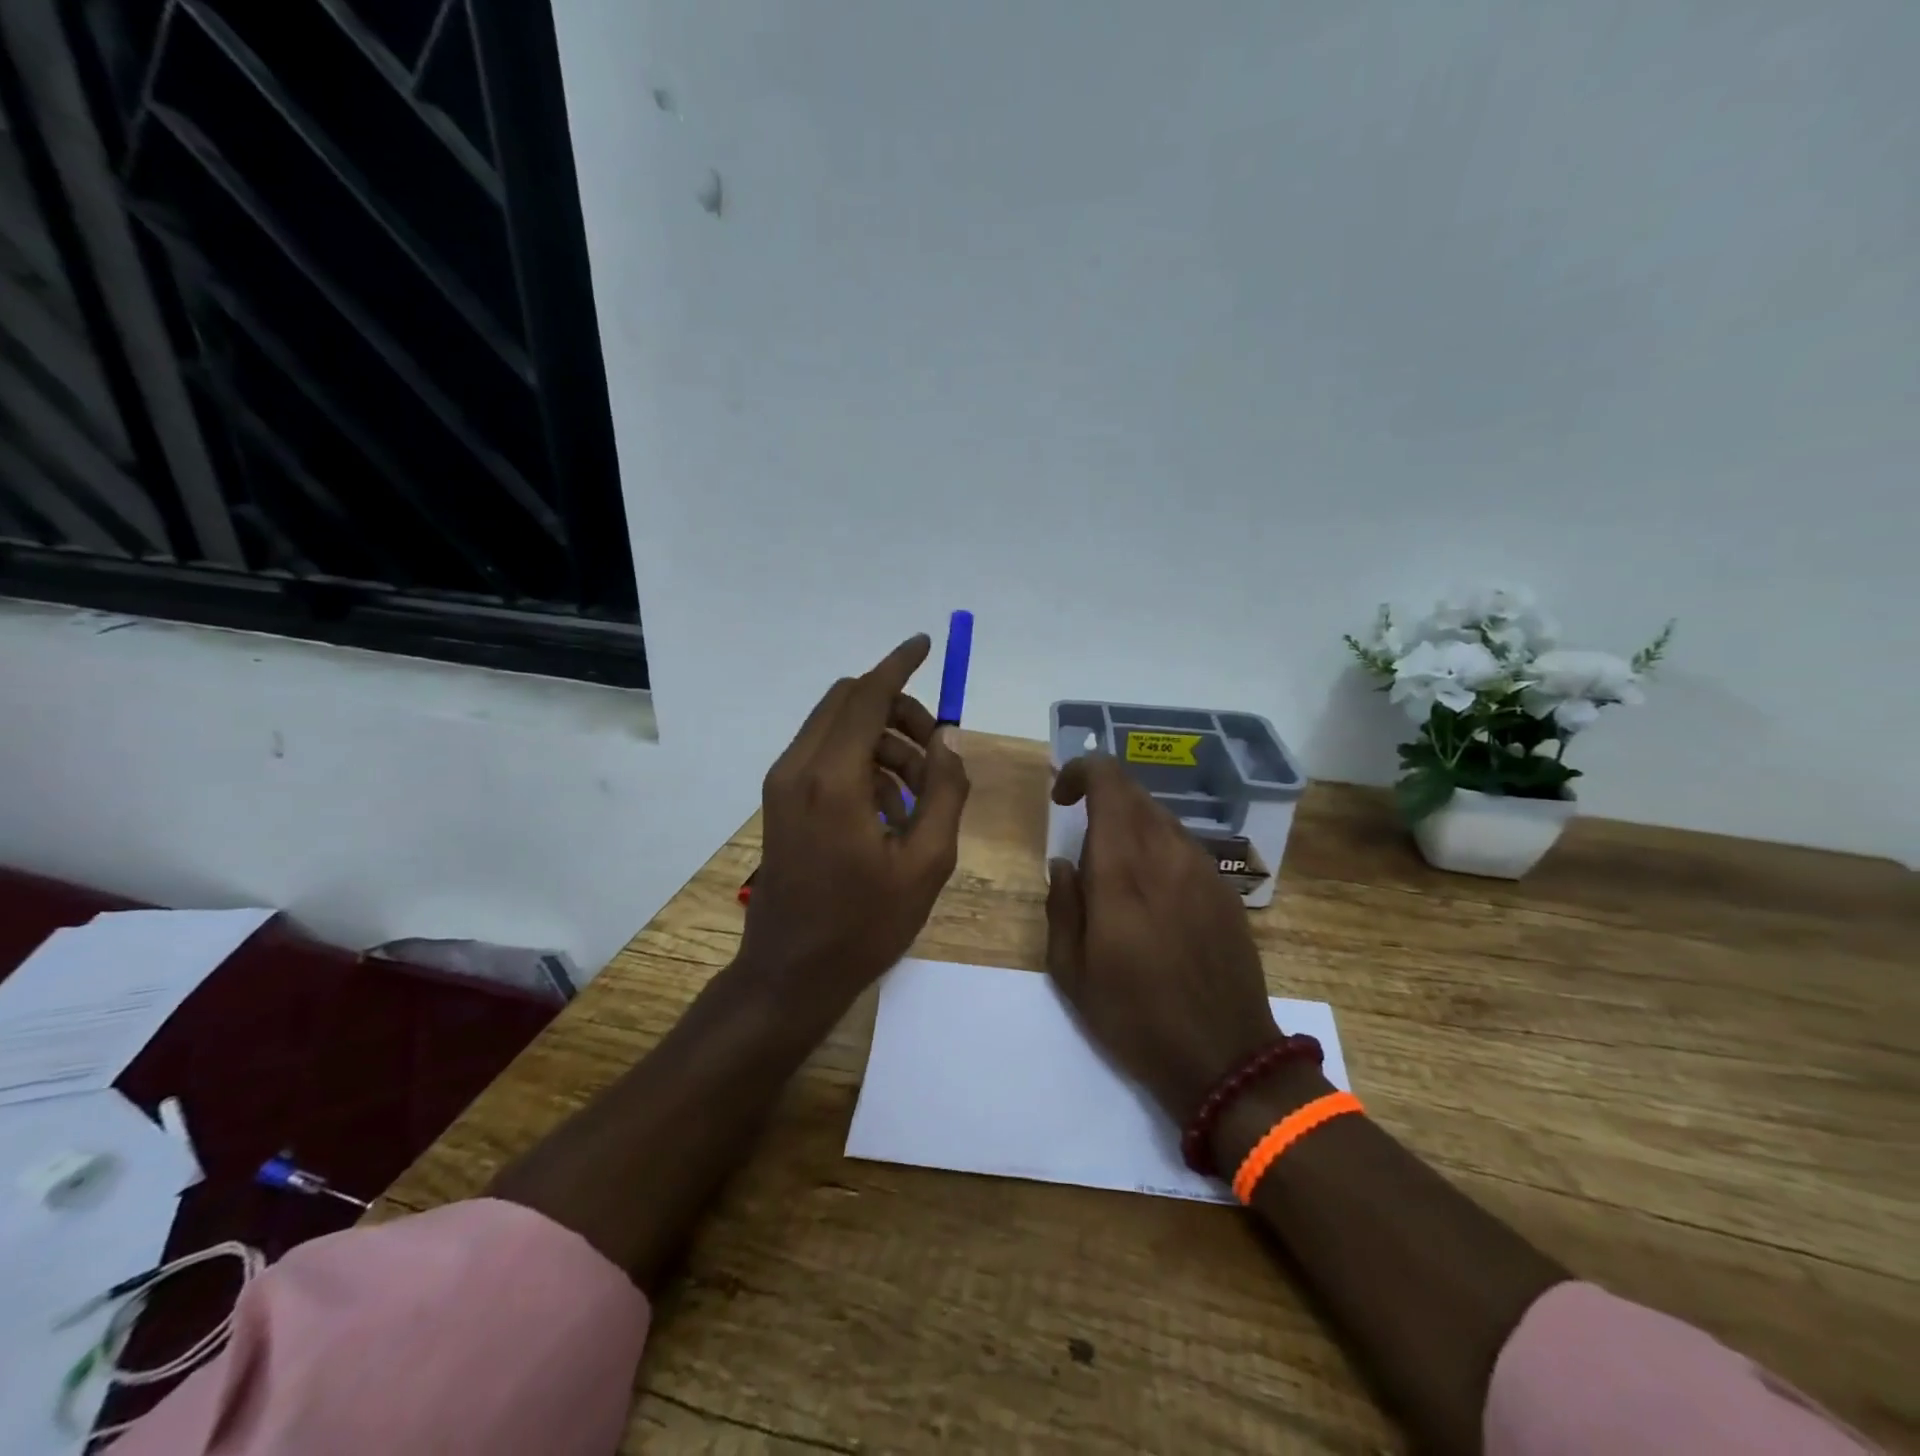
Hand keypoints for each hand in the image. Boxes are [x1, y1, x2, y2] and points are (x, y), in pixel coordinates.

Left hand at [738, 635, 970, 1009]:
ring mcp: (783, 784)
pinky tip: (890, 807)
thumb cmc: (864, 924)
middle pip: (848, 702)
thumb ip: (945, 792)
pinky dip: (862, 760)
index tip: (925, 643)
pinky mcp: (781, 801)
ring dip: (883, 740)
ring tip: (921, 793)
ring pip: (837, 727)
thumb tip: (946, 744)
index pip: (867, 696)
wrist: (791, 973)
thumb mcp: (927, 862)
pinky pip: (825, 755)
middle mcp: (799, 768)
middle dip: (898, 709)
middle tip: (937, 751)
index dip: (899, 665)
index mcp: (833, 779)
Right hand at [1045, 756, 1280, 1123]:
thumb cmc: (1134, 1017)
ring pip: (1162, 818)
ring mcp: (1203, 870)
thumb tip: (1064, 863)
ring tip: (1115, 869)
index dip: (1081, 772)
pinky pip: (1184, 846)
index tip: (1062, 798)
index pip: (1109, 781)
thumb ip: (1062, 904)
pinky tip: (1152, 893)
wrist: (1224, 1057)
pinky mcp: (1225, 890)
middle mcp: (1167, 854)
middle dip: (1102, 797)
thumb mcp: (1071, 971)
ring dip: (1131, 824)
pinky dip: (1158, 848)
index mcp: (1123, 868)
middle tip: (1081, 833)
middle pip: (1135, 793)